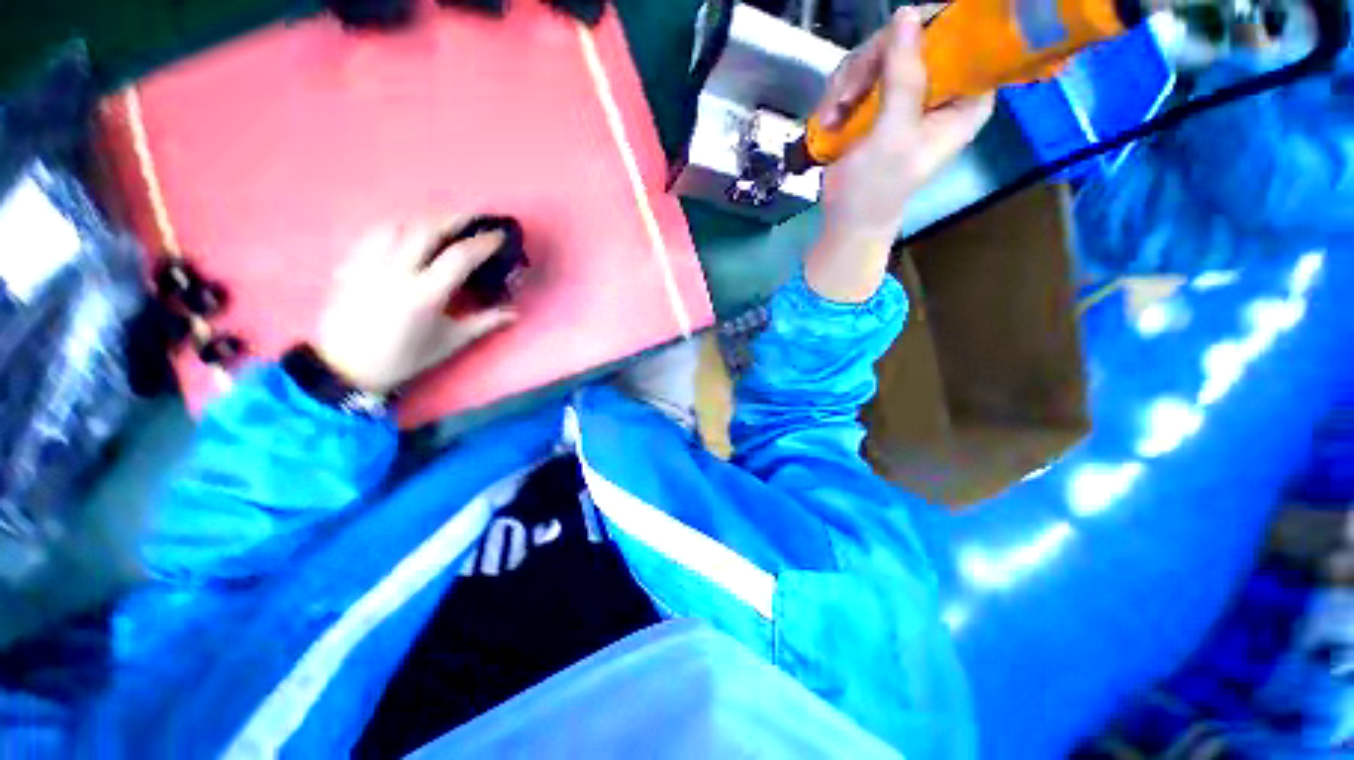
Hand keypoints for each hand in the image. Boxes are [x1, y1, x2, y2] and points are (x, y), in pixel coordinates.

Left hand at [315, 218, 515, 393]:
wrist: (345, 368)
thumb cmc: (404, 358)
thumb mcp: (449, 343)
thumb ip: (483, 323)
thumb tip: (514, 314)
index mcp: (425, 294)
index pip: (459, 257)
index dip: (483, 243)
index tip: (499, 236)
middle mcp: (396, 272)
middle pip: (426, 230)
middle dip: (453, 219)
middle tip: (472, 220)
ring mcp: (369, 265)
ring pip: (397, 226)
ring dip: (422, 221)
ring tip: (438, 226)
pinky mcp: (350, 266)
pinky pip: (373, 235)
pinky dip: (394, 229)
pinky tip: (403, 235)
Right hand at [805, 6, 993, 301]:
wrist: (847, 220)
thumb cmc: (876, 188)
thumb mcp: (894, 136)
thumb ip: (904, 78)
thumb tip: (905, 15)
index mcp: (966, 96)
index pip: (964, 37)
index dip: (931, 29)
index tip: (893, 46)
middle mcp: (942, 87)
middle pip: (914, 36)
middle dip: (873, 63)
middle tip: (848, 96)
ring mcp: (908, 92)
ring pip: (880, 52)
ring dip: (849, 83)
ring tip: (834, 116)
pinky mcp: (879, 100)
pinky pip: (860, 72)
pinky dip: (839, 93)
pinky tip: (830, 118)